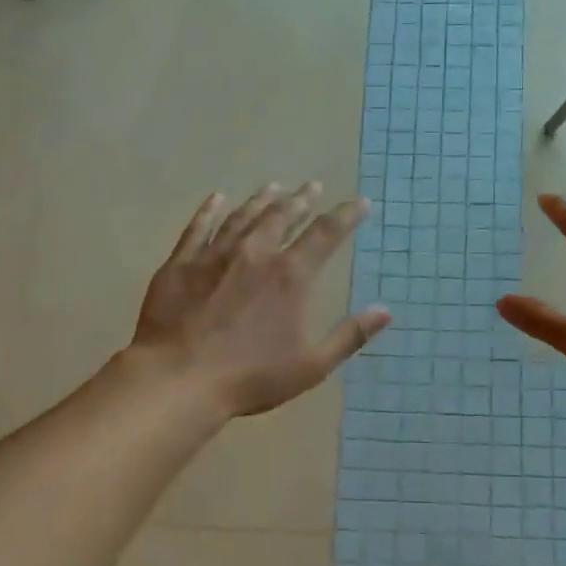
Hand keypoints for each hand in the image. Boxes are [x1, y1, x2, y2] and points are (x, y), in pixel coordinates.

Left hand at [131, 184, 390, 416]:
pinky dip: (210, 210)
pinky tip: (217, 199)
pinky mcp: (180, 264)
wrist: (179, 379)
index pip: (326, 234)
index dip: (346, 216)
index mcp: (290, 276)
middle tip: (312, 186)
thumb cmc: (252, 376)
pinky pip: (198, 227)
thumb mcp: (312, 365)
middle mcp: (255, 254)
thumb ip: (350, 335)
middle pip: (282, 216)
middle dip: (301, 200)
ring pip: (243, 216)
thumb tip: (385, 310)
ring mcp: (214, 255)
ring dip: (261, 200)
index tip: (361, 203)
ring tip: (274, 187)